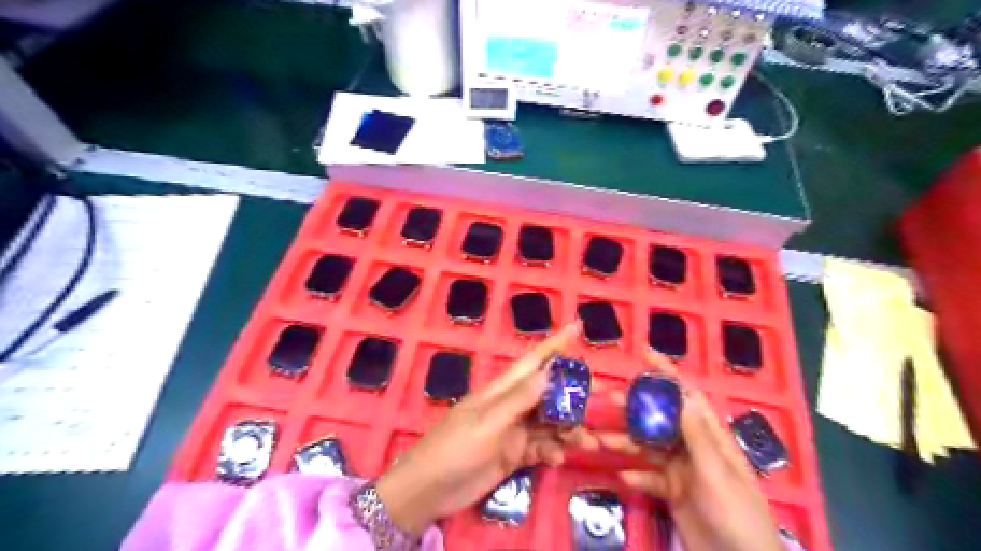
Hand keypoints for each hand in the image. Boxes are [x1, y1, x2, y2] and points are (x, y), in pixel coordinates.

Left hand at [377, 323, 592, 533]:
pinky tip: (558, 459)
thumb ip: (519, 399)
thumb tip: (549, 373)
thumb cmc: (455, 448)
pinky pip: (542, 447)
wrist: (430, 489)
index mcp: (503, 389)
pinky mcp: (514, 454)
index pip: (534, 361)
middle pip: (549, 392)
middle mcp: (512, 405)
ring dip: (570, 428)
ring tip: (587, 441)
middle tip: (604, 398)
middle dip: (575, 394)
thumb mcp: (488, 422)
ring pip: (550, 421)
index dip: (556, 344)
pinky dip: (553, 450)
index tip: (578, 327)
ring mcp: (514, 430)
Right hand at [598, 351, 782, 549]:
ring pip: (648, 446)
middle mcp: (693, 446)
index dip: (667, 373)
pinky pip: (649, 477)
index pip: (687, 395)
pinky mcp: (673, 492)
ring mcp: (682, 469)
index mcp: (709, 436)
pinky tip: (622, 477)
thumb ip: (697, 435)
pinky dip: (635, 475)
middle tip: (605, 399)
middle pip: (659, 418)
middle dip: (633, 406)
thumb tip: (680, 393)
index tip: (644, 354)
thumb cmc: (737, 515)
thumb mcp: (716, 473)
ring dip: (625, 442)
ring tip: (598, 440)